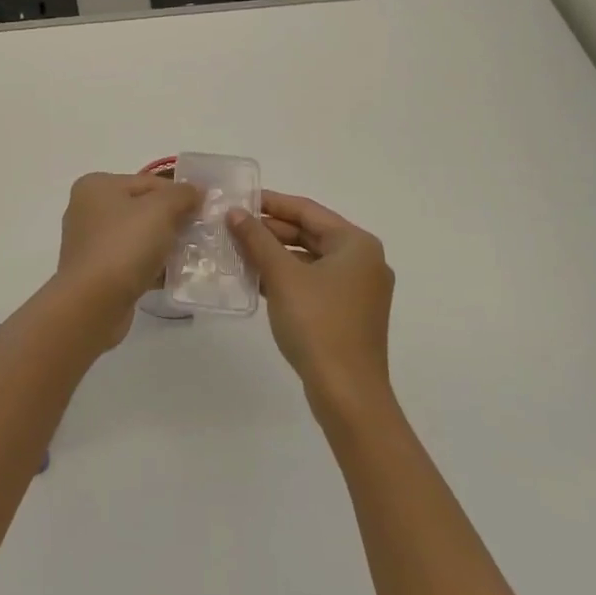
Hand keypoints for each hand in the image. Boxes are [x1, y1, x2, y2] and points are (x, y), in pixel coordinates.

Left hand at [52, 172, 201, 347]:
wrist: (93, 304)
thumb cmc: (124, 246)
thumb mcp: (160, 210)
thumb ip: (182, 194)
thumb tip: (196, 190)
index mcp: (97, 186)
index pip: (148, 182)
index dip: (179, 193)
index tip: (205, 210)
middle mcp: (88, 210)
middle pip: (143, 208)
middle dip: (173, 220)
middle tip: (201, 233)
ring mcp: (90, 243)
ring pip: (138, 236)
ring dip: (164, 245)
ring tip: (193, 256)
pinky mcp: (96, 272)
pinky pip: (131, 261)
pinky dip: (152, 265)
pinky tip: (174, 275)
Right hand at [230, 192, 395, 418]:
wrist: (347, 394)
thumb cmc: (318, 324)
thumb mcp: (282, 276)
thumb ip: (257, 239)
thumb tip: (235, 213)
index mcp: (356, 244)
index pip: (307, 210)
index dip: (271, 203)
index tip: (239, 200)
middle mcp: (363, 261)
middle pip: (310, 234)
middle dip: (270, 231)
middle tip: (232, 226)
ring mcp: (358, 289)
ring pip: (310, 259)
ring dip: (275, 255)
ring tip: (237, 250)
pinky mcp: (348, 313)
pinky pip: (314, 282)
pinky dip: (287, 277)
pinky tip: (255, 279)